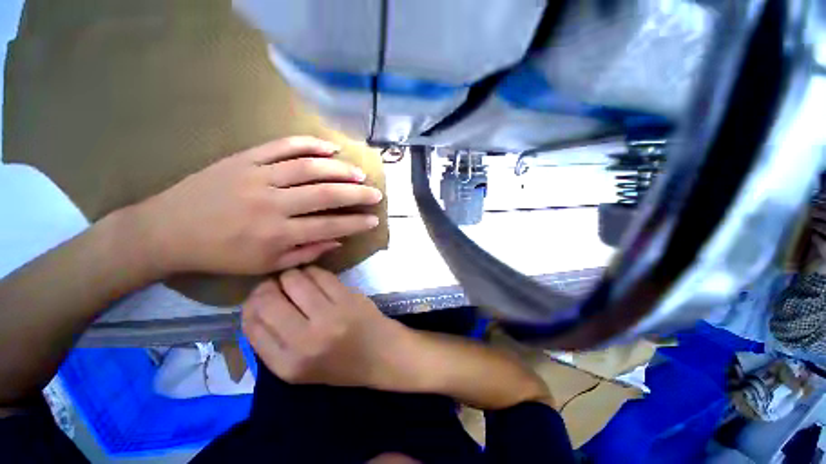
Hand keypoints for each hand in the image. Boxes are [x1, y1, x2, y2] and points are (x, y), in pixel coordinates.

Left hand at [129, 137, 382, 276]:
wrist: (167, 231)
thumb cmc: (220, 255)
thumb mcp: (265, 266)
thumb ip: (305, 253)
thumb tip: (338, 241)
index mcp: (277, 235)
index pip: (329, 226)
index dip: (356, 223)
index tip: (374, 220)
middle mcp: (272, 204)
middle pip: (325, 195)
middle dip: (357, 194)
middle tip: (376, 194)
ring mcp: (257, 177)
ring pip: (309, 168)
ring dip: (339, 169)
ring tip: (359, 173)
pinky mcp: (243, 159)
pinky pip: (281, 146)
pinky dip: (308, 144)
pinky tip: (329, 147)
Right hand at [242, 267, 408, 387]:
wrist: (381, 354)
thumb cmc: (341, 365)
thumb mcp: (299, 370)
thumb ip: (272, 344)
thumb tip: (254, 307)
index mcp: (289, 364)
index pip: (252, 324)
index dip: (250, 305)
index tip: (258, 298)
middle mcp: (306, 340)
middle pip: (268, 299)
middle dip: (267, 287)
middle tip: (276, 286)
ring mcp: (330, 315)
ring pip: (293, 279)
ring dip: (290, 276)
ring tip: (297, 281)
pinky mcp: (347, 297)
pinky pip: (319, 274)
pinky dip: (312, 272)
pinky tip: (314, 278)